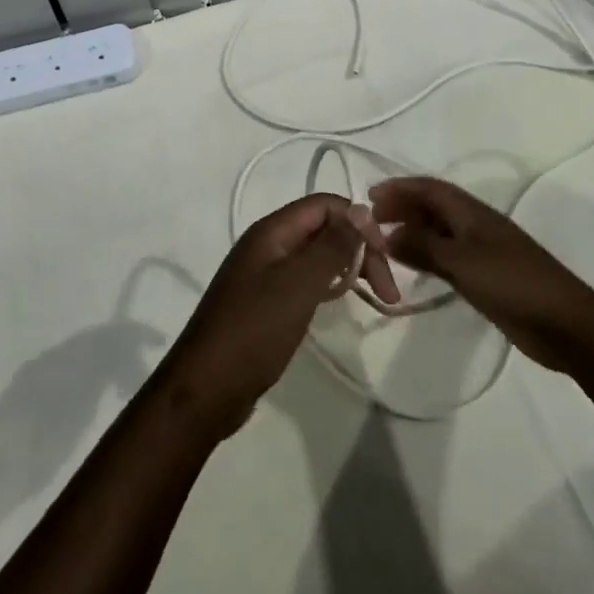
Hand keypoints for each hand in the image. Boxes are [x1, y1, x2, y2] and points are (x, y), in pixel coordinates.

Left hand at [157, 195, 395, 440]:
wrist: (206, 388)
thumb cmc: (254, 330)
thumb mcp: (299, 285)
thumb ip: (331, 246)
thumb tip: (360, 210)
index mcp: (271, 231)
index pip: (325, 205)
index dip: (359, 222)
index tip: (387, 259)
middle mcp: (266, 243)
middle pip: (322, 227)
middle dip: (358, 248)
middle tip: (388, 290)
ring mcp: (263, 272)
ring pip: (315, 254)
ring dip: (346, 267)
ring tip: (374, 295)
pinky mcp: (264, 300)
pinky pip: (303, 279)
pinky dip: (327, 285)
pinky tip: (339, 302)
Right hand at [369, 177, 589, 369]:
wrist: (566, 325)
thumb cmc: (512, 283)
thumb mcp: (462, 262)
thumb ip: (423, 246)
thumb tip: (387, 234)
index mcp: (472, 212)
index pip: (429, 188)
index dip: (400, 188)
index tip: (370, 197)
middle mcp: (476, 225)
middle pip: (434, 206)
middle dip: (403, 207)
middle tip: (373, 222)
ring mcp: (484, 251)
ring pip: (440, 231)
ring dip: (414, 231)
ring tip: (386, 243)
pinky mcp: (488, 276)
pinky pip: (449, 256)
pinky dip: (428, 255)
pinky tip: (416, 268)